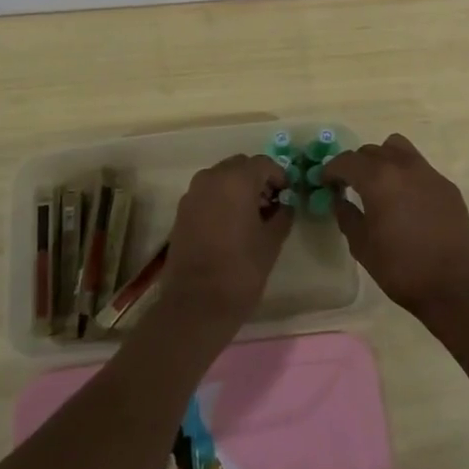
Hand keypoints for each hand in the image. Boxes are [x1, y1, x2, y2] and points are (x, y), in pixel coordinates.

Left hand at [160, 154, 292, 328]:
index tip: (287, 197)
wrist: (196, 304)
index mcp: (236, 180)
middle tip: (270, 205)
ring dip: (237, 188)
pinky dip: (220, 200)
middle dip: (257, 180)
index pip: (264, 164)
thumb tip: (285, 205)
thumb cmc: (240, 270)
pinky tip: (230, 226)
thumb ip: (282, 215)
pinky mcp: (181, 211)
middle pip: (240, 166)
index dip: (279, 177)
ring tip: (251, 217)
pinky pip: (207, 193)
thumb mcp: (271, 242)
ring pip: (221, 178)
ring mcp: (193, 193)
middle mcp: (211, 178)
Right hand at [324, 134, 468, 322]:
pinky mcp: (447, 185)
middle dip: (356, 164)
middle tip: (349, 185)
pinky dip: (406, 174)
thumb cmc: (401, 269)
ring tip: (380, 183)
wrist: (455, 287)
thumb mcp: (362, 246)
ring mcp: (429, 173)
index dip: (331, 169)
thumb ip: (346, 216)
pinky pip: (420, 167)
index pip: (347, 160)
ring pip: (398, 148)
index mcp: (378, 179)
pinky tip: (406, 200)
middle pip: (371, 151)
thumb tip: (340, 199)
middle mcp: (403, 166)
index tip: (325, 182)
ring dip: (382, 159)